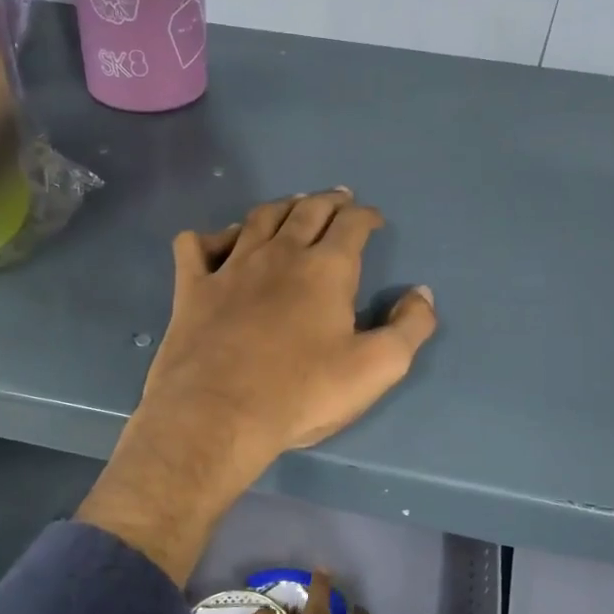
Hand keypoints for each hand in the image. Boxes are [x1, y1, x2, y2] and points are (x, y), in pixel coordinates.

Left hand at [78, 190, 436, 583]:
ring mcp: (230, 267)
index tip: (373, 220)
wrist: (218, 414)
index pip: (352, 225)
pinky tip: (218, 242)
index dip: (366, 216)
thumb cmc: (302, 393)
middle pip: (307, 211)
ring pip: (257, 219)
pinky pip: (195, 245)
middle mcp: (279, 254)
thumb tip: (421, 293)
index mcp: (326, 269)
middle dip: (328, 201)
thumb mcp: (377, 368)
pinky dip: (210, 236)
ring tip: (291, 206)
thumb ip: (410, 327)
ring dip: (280, 208)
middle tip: (338, 199)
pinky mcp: (192, 288)